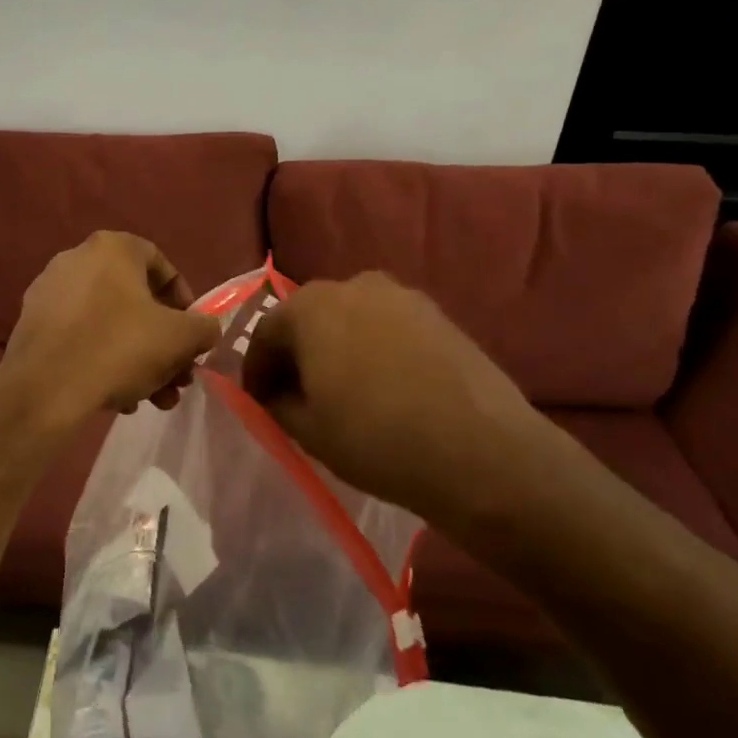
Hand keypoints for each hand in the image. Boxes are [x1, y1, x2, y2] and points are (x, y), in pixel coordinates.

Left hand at [1, 231, 220, 426]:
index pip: (161, 265)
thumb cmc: (119, 347)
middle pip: (135, 301)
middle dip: (163, 343)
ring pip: (109, 324)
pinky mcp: (32, 324)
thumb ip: (203, 327)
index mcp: (112, 248)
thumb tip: (204, 330)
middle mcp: (76, 259)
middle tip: (177, 377)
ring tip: (153, 399)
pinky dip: (103, 361)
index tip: (192, 334)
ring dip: (138, 360)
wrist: (46, 387)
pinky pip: (80, 337)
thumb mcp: (180, 338)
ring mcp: (49, 291)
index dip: (185, 301)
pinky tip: (118, 398)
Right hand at [241, 272, 548, 529]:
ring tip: (343, 390)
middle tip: (297, 394)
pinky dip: (374, 349)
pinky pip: (388, 327)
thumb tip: (274, 391)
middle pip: (310, 318)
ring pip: (351, 319)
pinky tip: (384, 386)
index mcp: (310, 306)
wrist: (480, 452)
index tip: (258, 401)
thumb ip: (275, 402)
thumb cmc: (376, 438)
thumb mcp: (307, 429)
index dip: (256, 369)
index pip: (266, 332)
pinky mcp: (439, 315)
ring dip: (337, 348)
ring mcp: (402, 296)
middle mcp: (353, 285)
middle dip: (297, 353)